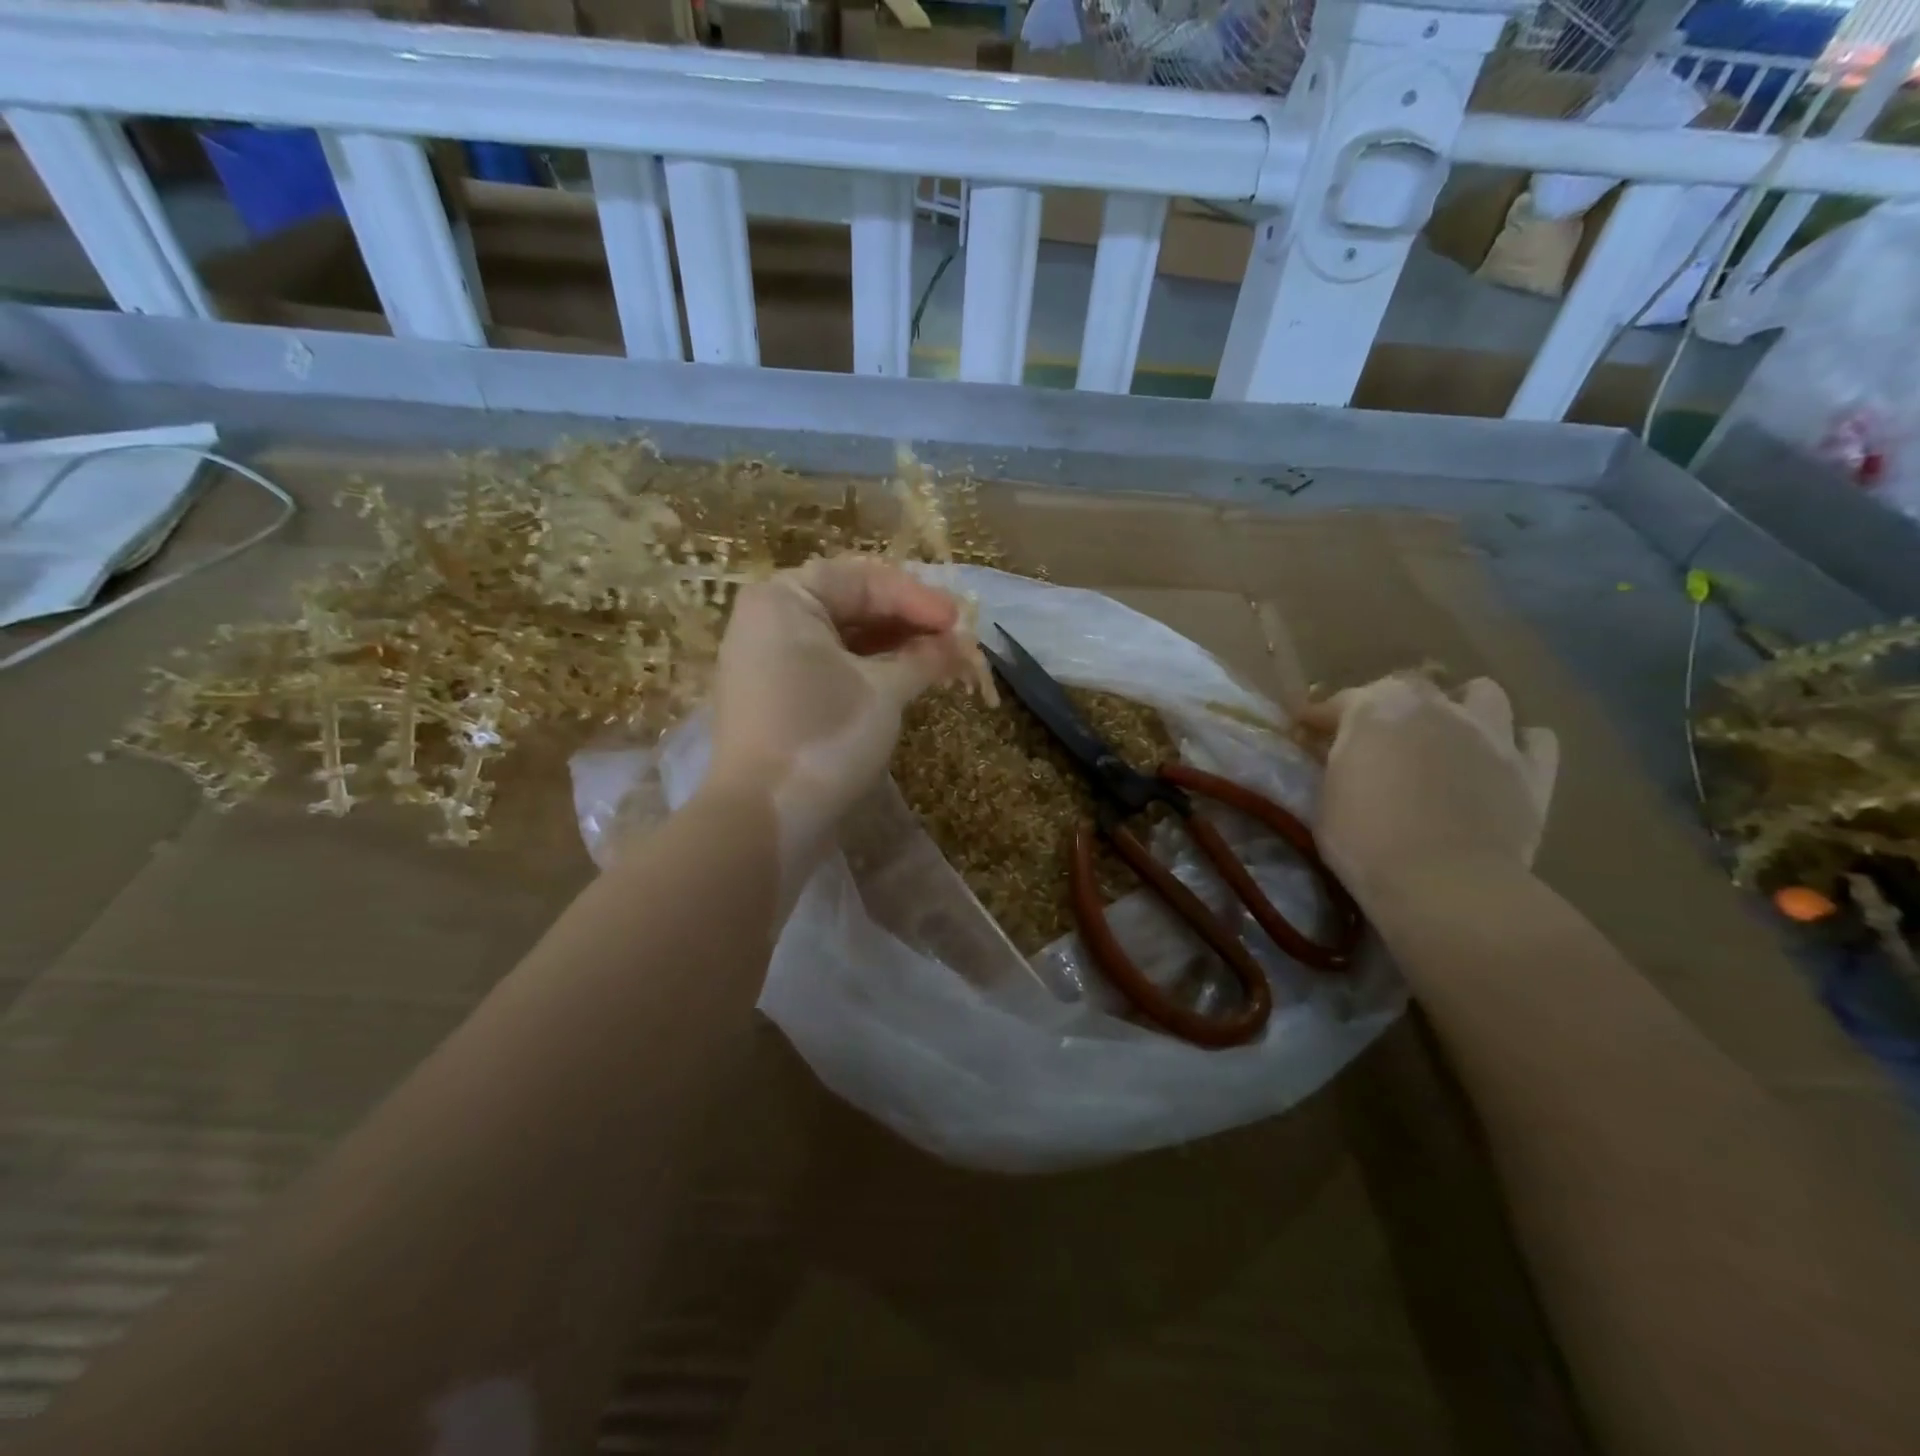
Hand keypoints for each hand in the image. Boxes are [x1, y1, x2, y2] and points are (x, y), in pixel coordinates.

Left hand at [706, 555, 974, 849]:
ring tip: (941, 661)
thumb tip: (958, 644)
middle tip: (954, 640)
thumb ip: (924, 658)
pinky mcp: (778, 699)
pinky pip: (830, 668)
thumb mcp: (884, 691)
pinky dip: (870, 671)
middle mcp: (769, 622)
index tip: (958, 621)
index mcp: (783, 600)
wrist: (767, 819)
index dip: (915, 596)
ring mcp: (769, 663)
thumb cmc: (825, 737)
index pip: (860, 579)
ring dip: (894, 647)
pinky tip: (908, 680)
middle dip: (907, 621)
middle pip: (850, 604)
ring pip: (843, 640)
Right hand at [1298, 675, 1558, 901]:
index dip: (1321, 718)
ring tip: (1447, 737)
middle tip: (1377, 738)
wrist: (1443, 883)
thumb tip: (1334, 753)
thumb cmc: (1365, 839)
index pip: (1340, 702)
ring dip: (1462, 708)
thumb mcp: (1326, 796)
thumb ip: (1336, 763)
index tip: (1307, 733)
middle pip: (1411, 687)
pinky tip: (1498, 762)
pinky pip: (1535, 740)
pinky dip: (1516, 744)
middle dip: (1391, 705)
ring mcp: (1490, 733)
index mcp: (1376, 708)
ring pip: (1483, 694)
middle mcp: (1435, 706)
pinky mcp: (1532, 770)